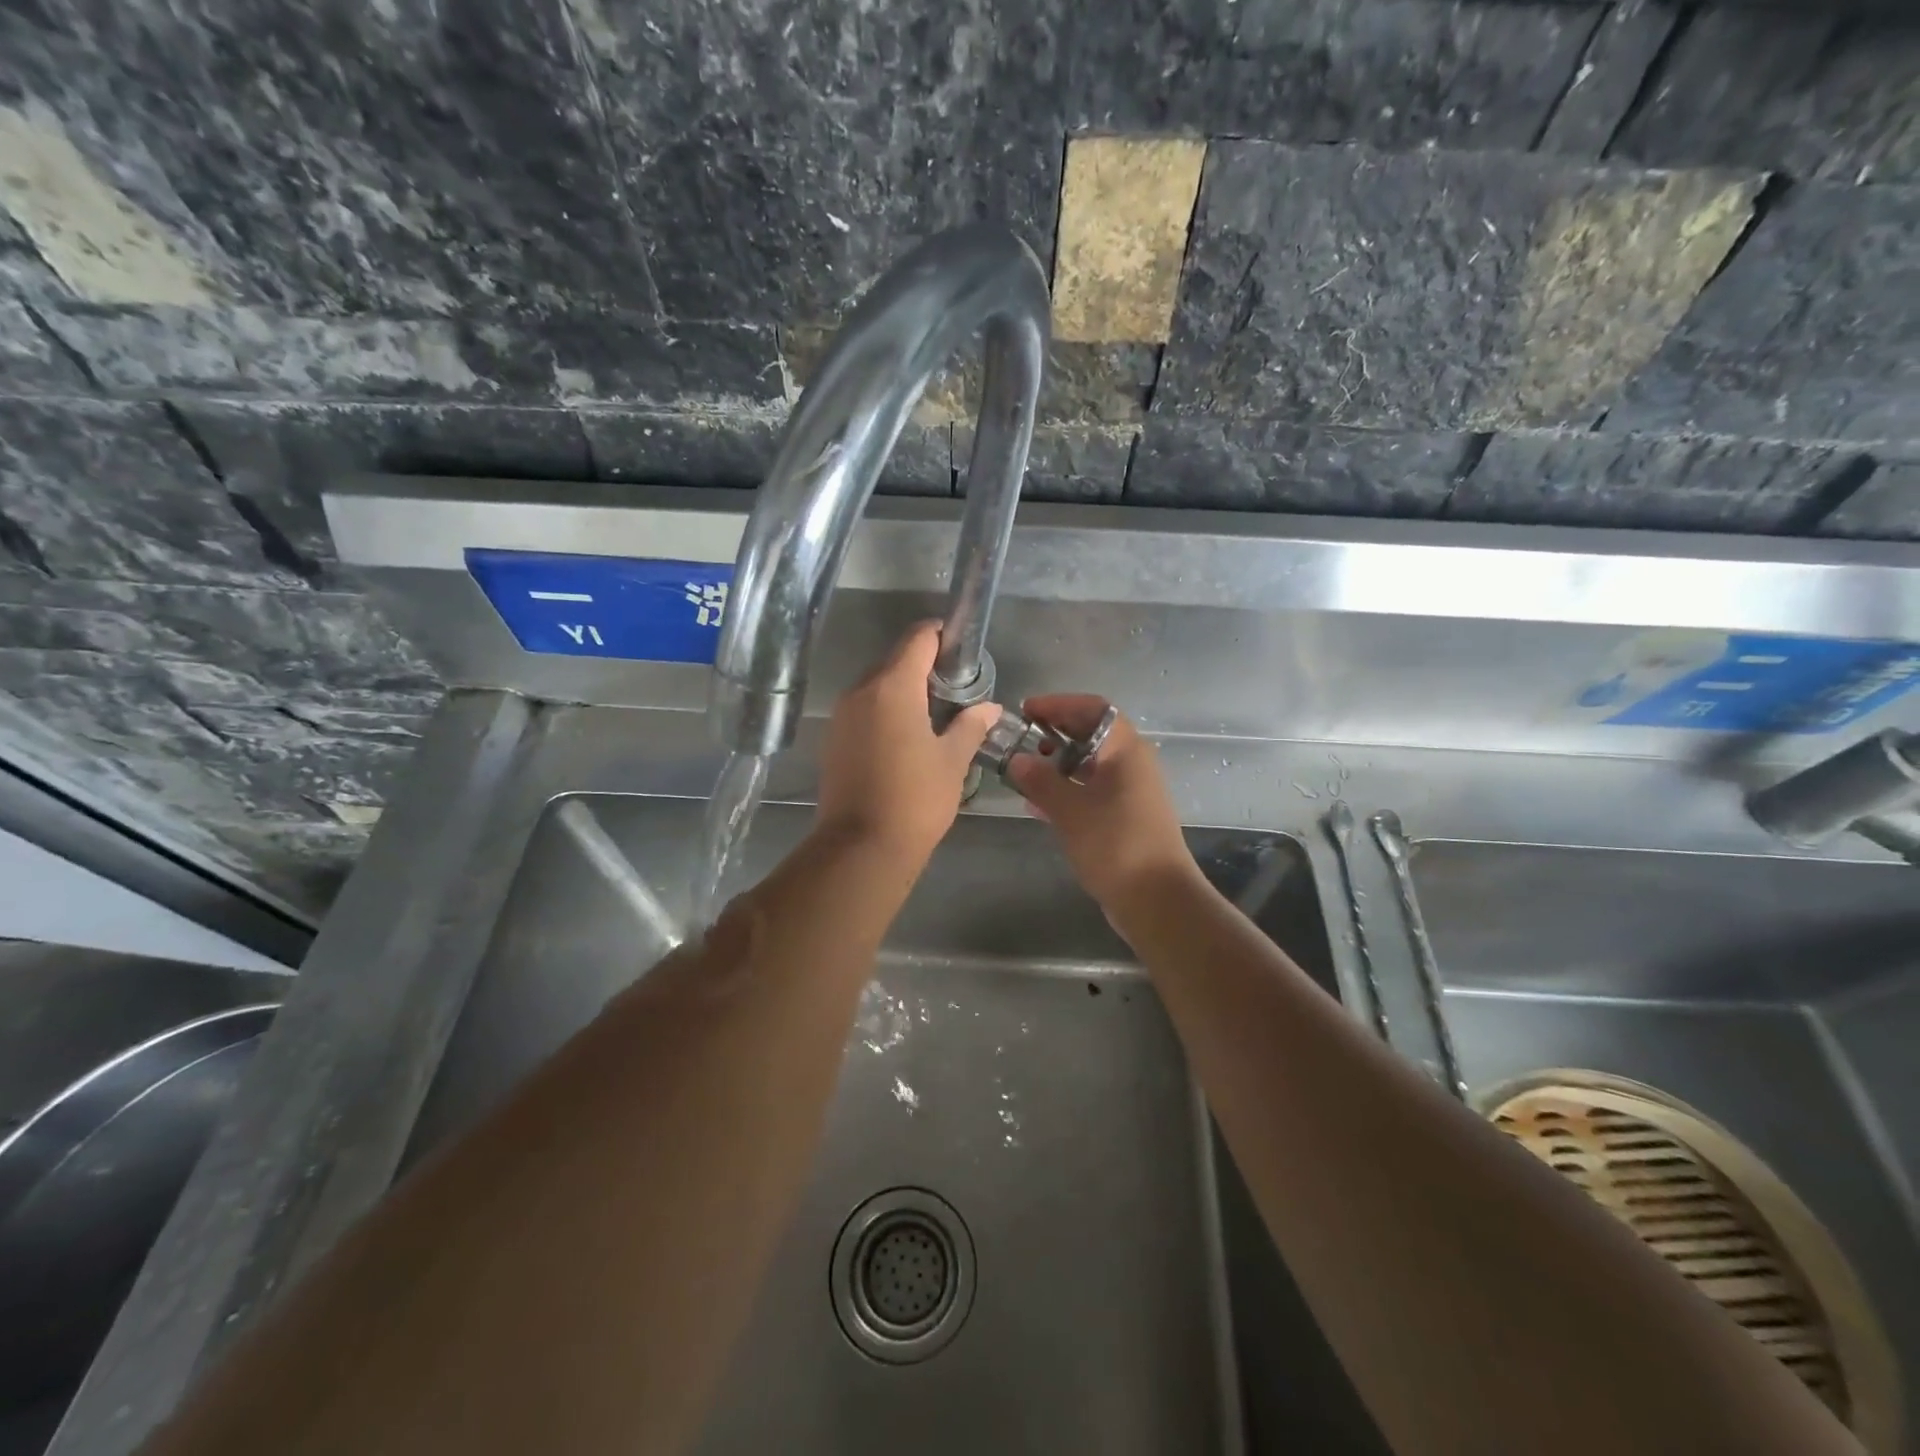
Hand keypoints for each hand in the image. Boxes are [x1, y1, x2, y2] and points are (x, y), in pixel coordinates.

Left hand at [815, 622, 998, 866]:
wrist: (861, 848)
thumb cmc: (915, 799)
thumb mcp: (952, 761)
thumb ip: (970, 726)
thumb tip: (989, 708)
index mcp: (892, 687)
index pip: (918, 639)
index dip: (942, 635)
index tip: (963, 650)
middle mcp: (861, 691)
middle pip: (895, 660)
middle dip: (925, 666)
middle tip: (956, 689)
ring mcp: (842, 716)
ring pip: (877, 686)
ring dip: (904, 690)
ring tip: (934, 715)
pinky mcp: (833, 739)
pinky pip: (864, 710)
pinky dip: (885, 711)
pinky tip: (906, 737)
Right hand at [1007, 695, 1196, 905]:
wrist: (1157, 900)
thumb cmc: (1116, 845)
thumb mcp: (1070, 811)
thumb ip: (1041, 781)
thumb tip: (1017, 759)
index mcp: (1125, 750)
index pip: (1093, 709)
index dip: (1059, 704)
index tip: (1026, 711)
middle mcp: (1132, 764)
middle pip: (1092, 734)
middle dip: (1055, 734)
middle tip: (1021, 741)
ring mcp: (1131, 791)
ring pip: (1091, 764)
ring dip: (1058, 764)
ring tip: (1024, 772)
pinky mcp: (1126, 816)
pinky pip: (1092, 790)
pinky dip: (1067, 789)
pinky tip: (1039, 805)